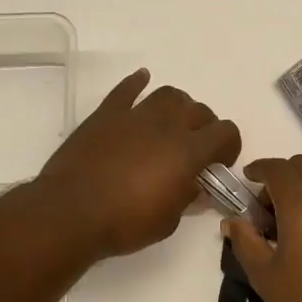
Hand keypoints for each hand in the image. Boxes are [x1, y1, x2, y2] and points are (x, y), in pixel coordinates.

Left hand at [36, 69, 240, 259]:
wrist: (71, 212)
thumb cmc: (125, 223)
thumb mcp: (167, 221)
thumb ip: (187, 199)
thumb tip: (197, 188)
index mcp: (188, 152)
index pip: (225, 133)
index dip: (230, 146)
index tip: (220, 163)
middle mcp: (166, 126)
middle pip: (199, 110)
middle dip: (205, 127)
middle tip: (196, 147)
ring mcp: (134, 116)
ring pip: (168, 95)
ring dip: (178, 106)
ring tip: (172, 122)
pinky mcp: (106, 115)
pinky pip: (126, 90)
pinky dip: (137, 83)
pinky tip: (141, 79)